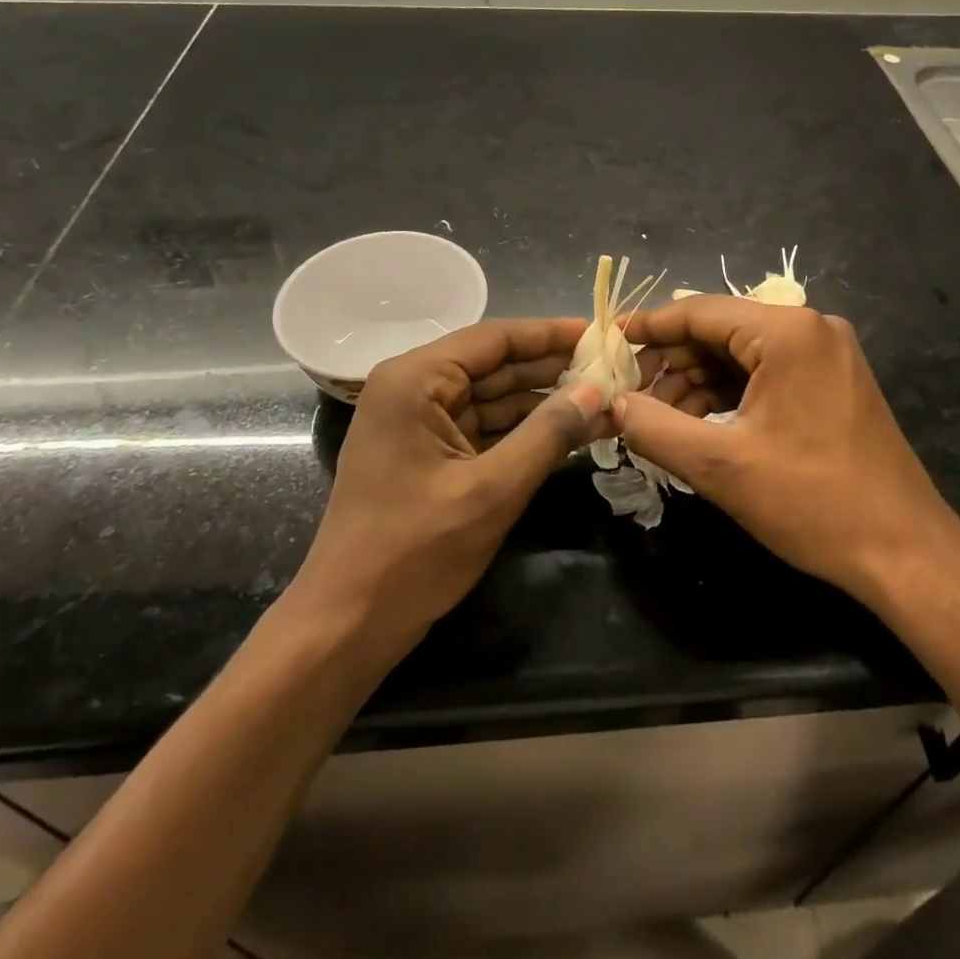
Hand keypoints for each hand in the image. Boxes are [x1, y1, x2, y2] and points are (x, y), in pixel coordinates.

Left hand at [288, 318, 609, 648]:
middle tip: (611, 368)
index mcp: (414, 380)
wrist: (348, 625)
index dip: (549, 334)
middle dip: (552, 369)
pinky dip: (524, 431)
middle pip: (495, 365)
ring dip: (544, 402)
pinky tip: (570, 432)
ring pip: (493, 398)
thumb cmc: (414, 552)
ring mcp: (419, 423)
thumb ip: (548, 434)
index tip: (600, 333)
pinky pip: (485, 428)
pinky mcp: (428, 454)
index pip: (494, 339)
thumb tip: (596, 390)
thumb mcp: (492, 490)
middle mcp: (413, 389)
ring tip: (604, 399)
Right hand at [620, 297, 959, 604]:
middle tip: (628, 395)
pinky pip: (766, 374)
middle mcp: (811, 328)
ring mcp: (827, 355)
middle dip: (671, 363)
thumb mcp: (720, 465)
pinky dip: (728, 395)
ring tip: (657, 419)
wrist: (905, 552)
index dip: (648, 328)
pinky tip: (698, 424)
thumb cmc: (812, 501)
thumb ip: (654, 427)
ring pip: (741, 355)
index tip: (606, 343)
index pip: (700, 311)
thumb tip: (611, 405)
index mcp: (788, 331)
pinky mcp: (832, 382)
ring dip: (696, 383)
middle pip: (720, 331)